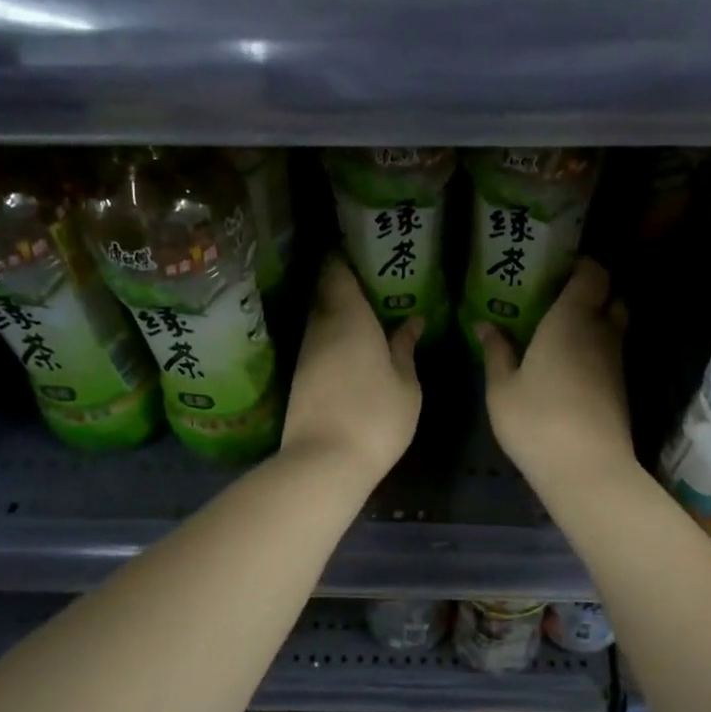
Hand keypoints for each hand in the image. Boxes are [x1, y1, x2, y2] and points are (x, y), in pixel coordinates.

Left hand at [281, 257, 422, 483]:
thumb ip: (406, 348)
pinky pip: (317, 341)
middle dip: (342, 283)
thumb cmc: (376, 417)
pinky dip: (331, 334)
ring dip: (336, 310)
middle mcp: (321, 327)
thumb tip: (412, 321)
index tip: (359, 250)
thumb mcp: (406, 384)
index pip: (337, 273)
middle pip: (324, 292)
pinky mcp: (299, 376)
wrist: (323, 461)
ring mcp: (306, 353)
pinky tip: (351, 344)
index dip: (344, 257)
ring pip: (319, 318)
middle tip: (370, 281)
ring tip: (366, 311)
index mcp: (350, 318)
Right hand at [477, 258, 635, 489]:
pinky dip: (596, 345)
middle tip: (558, 296)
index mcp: (571, 320)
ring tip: (559, 328)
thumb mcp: (502, 387)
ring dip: (595, 318)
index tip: (557, 266)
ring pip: (614, 324)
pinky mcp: (620, 386)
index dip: (581, 264)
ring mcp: (615, 361)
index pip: (593, 273)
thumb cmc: (537, 421)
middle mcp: (601, 332)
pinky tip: (568, 361)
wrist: (587, 469)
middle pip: (612, 295)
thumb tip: (485, 324)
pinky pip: (611, 350)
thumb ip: (496, 351)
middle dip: (592, 289)